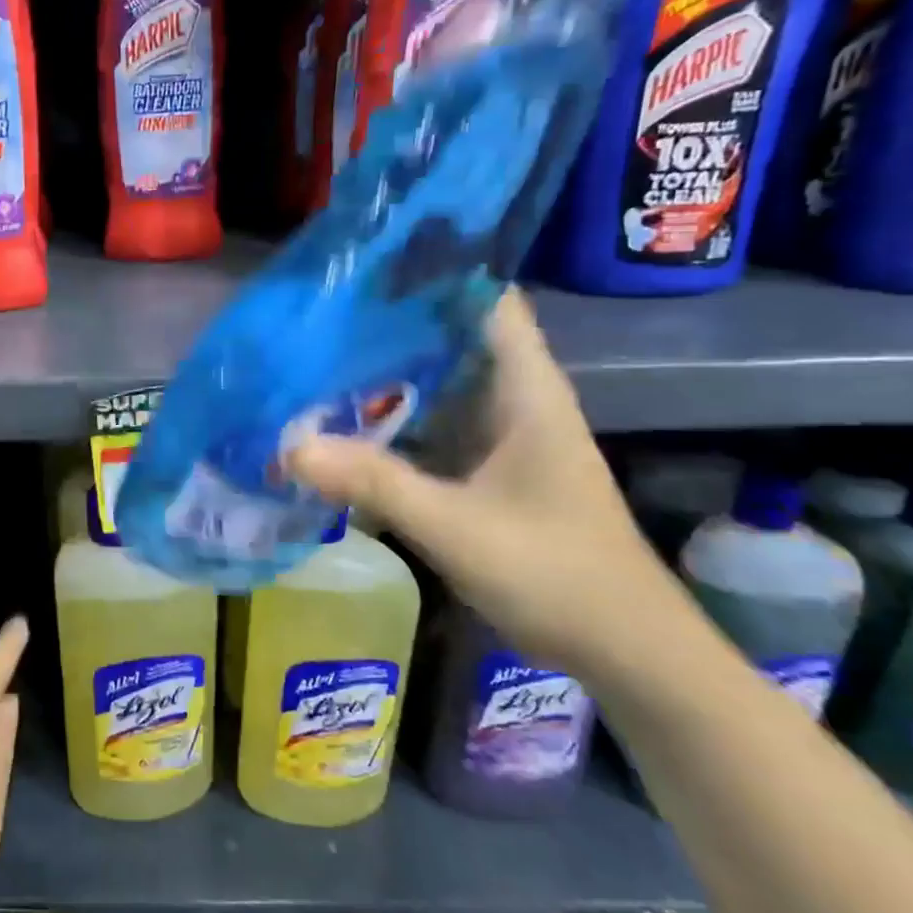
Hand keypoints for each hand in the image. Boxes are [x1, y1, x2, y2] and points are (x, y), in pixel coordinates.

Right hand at [287, 289, 678, 672]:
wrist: (623, 651)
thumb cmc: (558, 575)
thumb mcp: (458, 527)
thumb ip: (374, 483)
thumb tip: (289, 446)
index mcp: (525, 391)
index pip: (486, 300)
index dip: (434, 271)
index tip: (367, 260)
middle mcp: (511, 400)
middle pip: (448, 337)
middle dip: (386, 322)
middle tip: (314, 312)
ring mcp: (497, 435)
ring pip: (434, 383)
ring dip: (382, 373)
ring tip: (312, 356)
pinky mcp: (482, 469)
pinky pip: (427, 426)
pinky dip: (388, 420)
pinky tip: (338, 422)